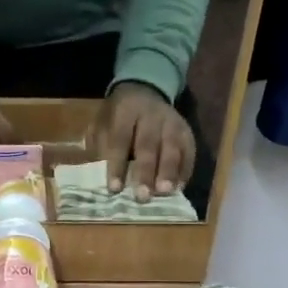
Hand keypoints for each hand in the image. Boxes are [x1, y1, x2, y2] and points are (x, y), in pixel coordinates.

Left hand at [91, 82, 194, 201]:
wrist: (144, 91)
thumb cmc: (117, 117)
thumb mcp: (101, 124)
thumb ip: (99, 147)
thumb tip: (98, 178)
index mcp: (125, 111)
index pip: (120, 139)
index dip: (117, 165)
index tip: (115, 189)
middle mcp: (151, 115)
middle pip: (149, 144)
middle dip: (146, 172)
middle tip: (143, 197)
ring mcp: (173, 122)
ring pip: (172, 148)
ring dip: (169, 173)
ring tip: (164, 193)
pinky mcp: (187, 132)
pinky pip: (189, 152)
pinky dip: (184, 171)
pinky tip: (178, 189)